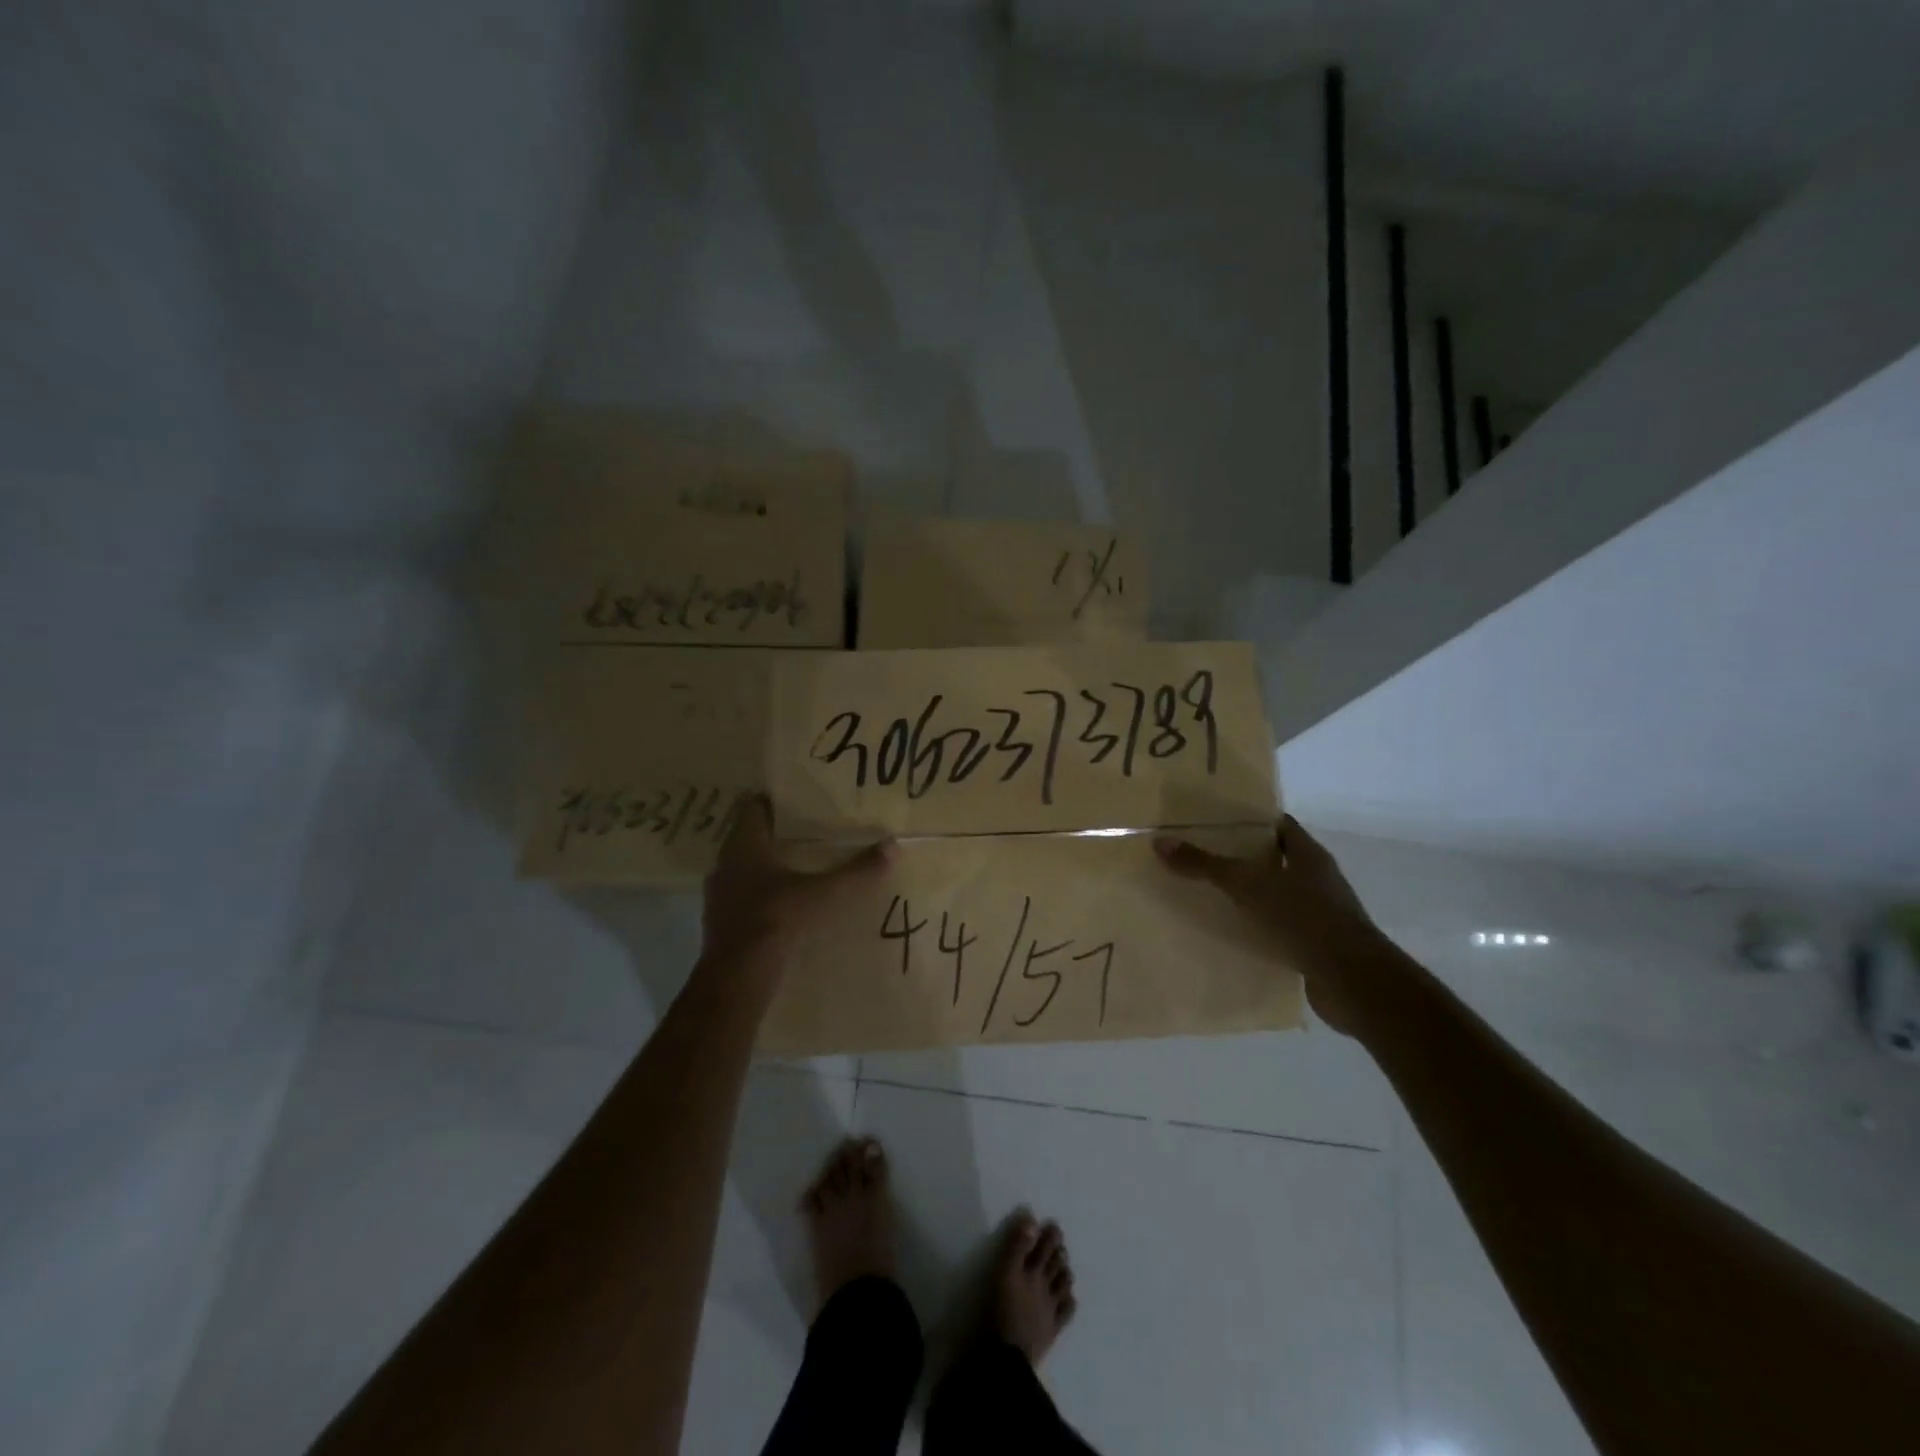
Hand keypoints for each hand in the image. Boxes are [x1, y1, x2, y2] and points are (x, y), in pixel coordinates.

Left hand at [701, 796, 892, 971]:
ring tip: (799, 865)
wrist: (738, 976)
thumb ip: (858, 871)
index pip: (752, 807)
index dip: (774, 800)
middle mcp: (725, 863)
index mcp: (744, 845)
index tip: (799, 799)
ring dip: (767, 865)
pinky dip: (762, 894)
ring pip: (744, 868)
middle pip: (749, 837)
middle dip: (776, 833)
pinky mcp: (721, 922)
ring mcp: (719, 894)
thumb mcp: (826, 894)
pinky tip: (784, 902)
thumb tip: (893, 846)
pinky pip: (743, 896)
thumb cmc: (778, 920)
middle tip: (807, 830)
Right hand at [1154, 815, 1396, 1034]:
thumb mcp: (1248, 886)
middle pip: (1279, 860)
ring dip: (1253, 896)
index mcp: (1310, 855)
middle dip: (1246, 859)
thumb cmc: (1304, 919)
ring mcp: (1322, 914)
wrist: (1352, 981)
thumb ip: (1205, 865)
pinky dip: (1262, 929)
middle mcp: (1320, 880)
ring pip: (1281, 896)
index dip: (1252, 822)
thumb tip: (1160, 843)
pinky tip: (1235, 934)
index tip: (1218, 822)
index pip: (1280, 826)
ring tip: (1213, 896)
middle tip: (1205, 858)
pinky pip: (1283, 928)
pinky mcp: (1318, 945)